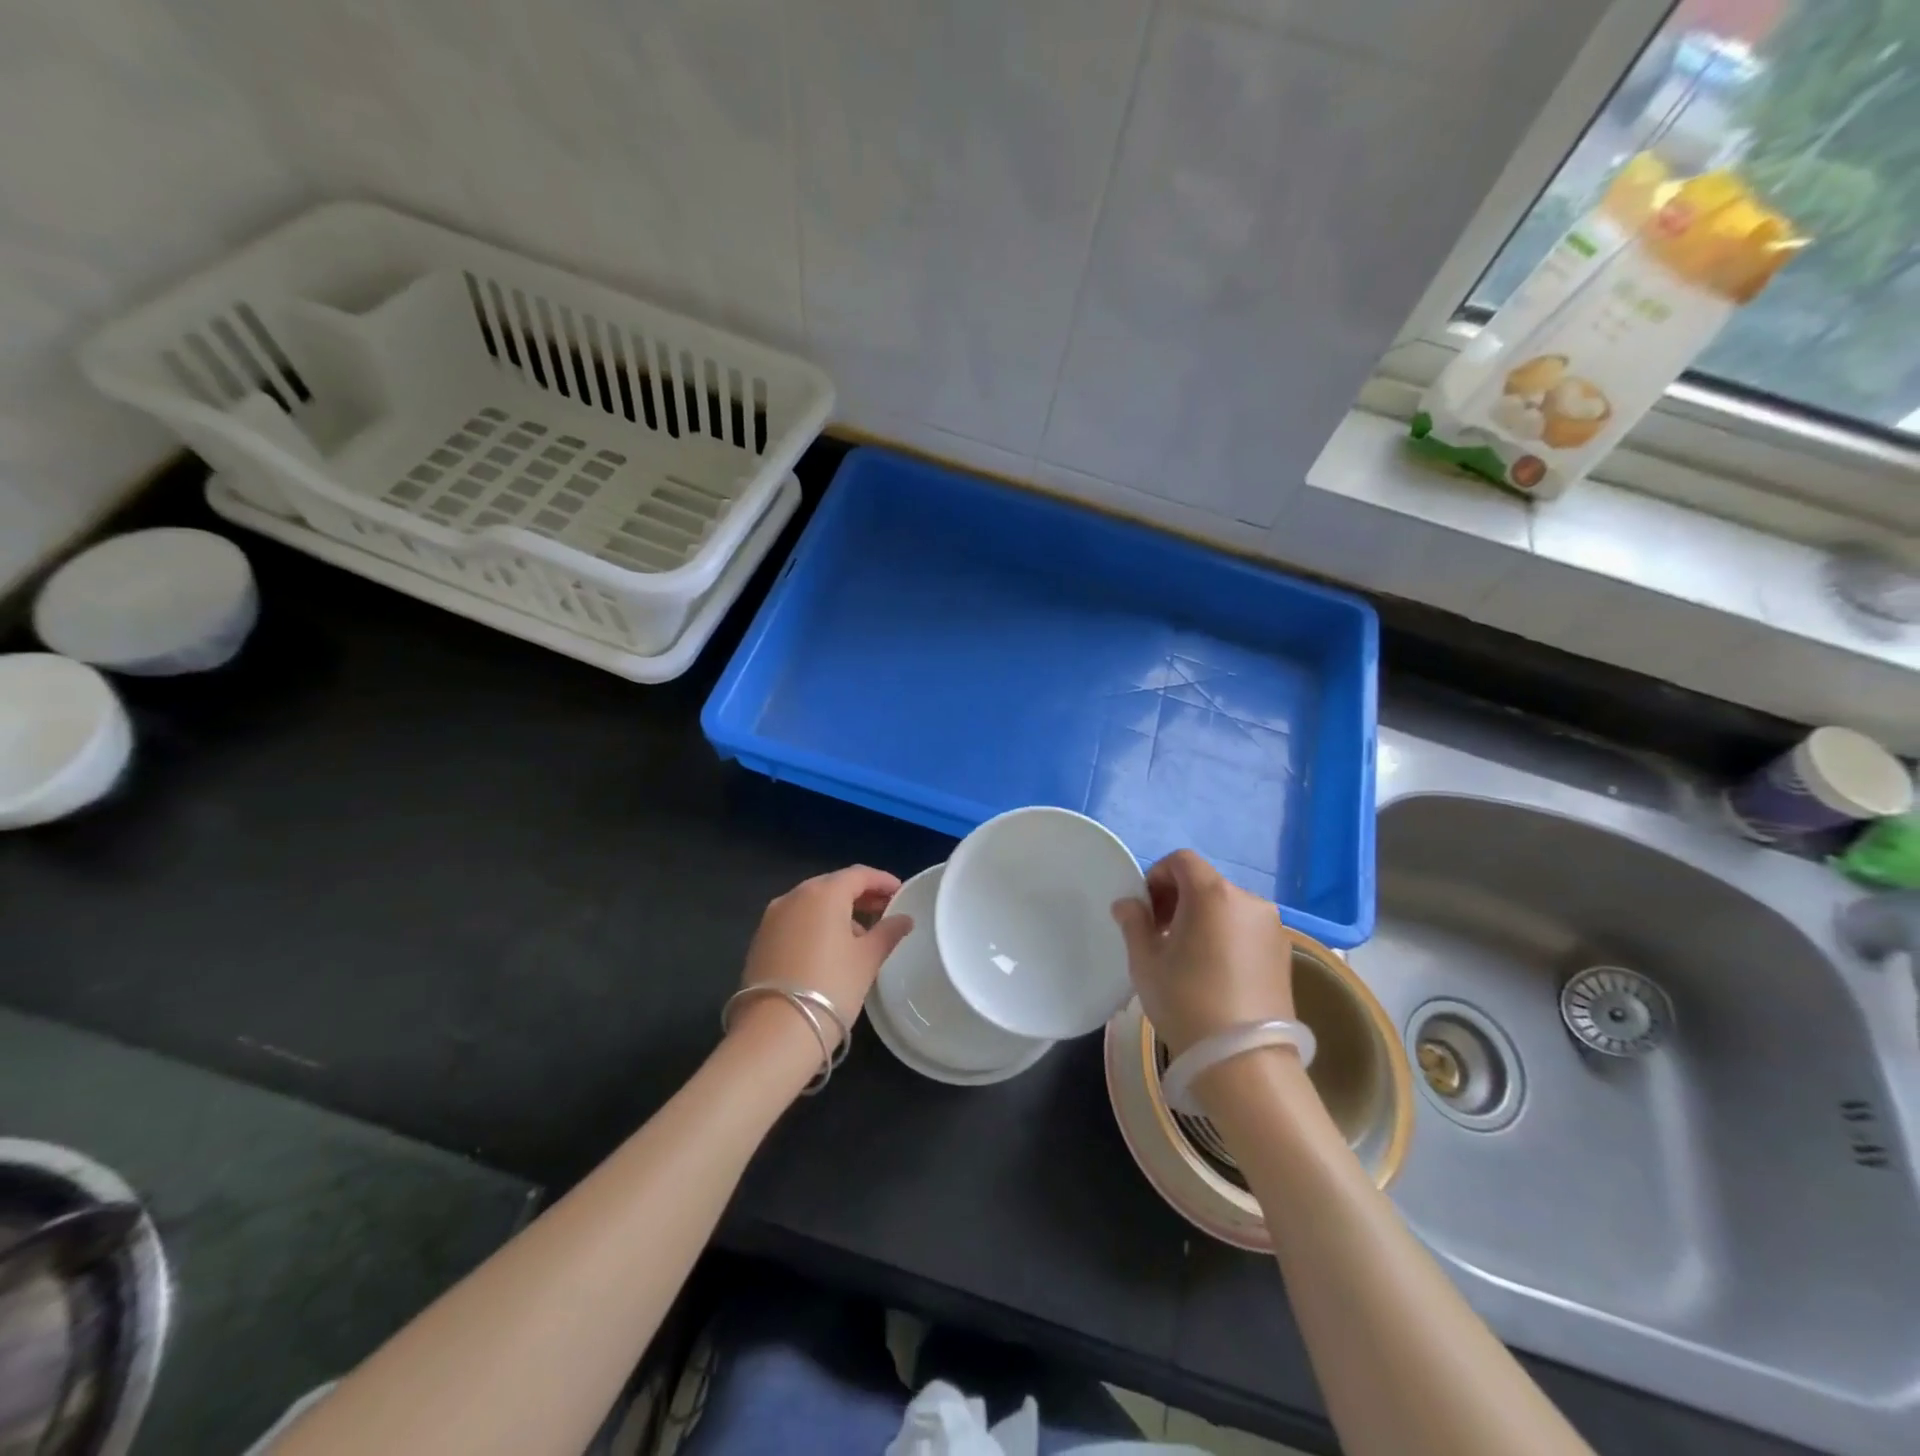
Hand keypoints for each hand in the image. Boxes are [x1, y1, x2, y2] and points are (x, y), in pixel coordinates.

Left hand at [735, 866, 914, 1052]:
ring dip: (837, 911)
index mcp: (823, 893)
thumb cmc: (831, 987)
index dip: (882, 881)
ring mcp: (772, 918)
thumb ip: (888, 933)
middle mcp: (793, 896)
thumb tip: (904, 919)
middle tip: (884, 911)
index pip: (858, 875)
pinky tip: (829, 949)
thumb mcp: (867, 959)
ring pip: (811, 903)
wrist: (775, 1033)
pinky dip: (815, 925)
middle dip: (860, 895)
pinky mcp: (760, 940)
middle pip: (833, 885)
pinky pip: (795, 921)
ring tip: (860, 934)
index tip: (900, 892)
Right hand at [1111, 849, 1294, 1056]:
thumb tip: (1128, 903)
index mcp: (1212, 894)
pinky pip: (1246, 929)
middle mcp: (1248, 901)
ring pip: (1227, 907)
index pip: (1181, 861)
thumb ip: (1134, 923)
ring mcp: (1272, 927)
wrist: (1245, 1062)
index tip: (1146, 910)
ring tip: (1187, 957)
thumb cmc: (1186, 1002)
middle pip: (1205, 883)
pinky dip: (1226, 936)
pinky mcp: (1284, 954)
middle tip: (1160, 934)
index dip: (1157, 876)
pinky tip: (1214, 972)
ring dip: (1203, 918)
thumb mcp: (1146, 962)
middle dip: (1178, 899)